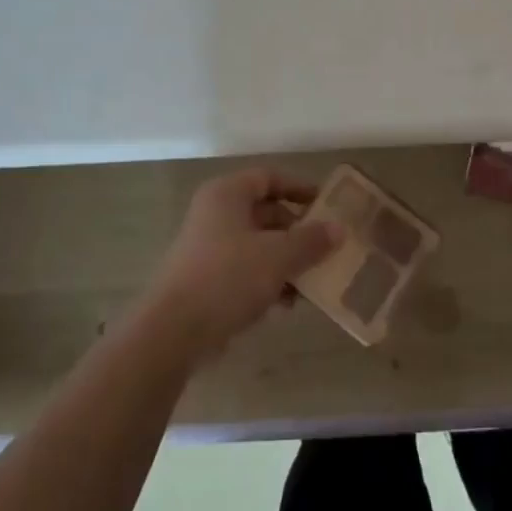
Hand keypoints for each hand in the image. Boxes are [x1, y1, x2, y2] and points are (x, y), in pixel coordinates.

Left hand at [138, 169, 339, 364]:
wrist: (173, 332)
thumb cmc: (228, 277)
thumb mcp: (278, 256)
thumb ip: (311, 240)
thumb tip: (338, 229)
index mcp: (227, 194)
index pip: (269, 177)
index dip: (299, 187)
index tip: (326, 204)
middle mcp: (215, 214)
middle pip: (265, 212)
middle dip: (298, 231)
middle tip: (326, 247)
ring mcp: (207, 248)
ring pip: (257, 244)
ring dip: (286, 260)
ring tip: (312, 280)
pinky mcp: (205, 280)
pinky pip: (245, 270)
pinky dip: (268, 280)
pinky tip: (287, 303)